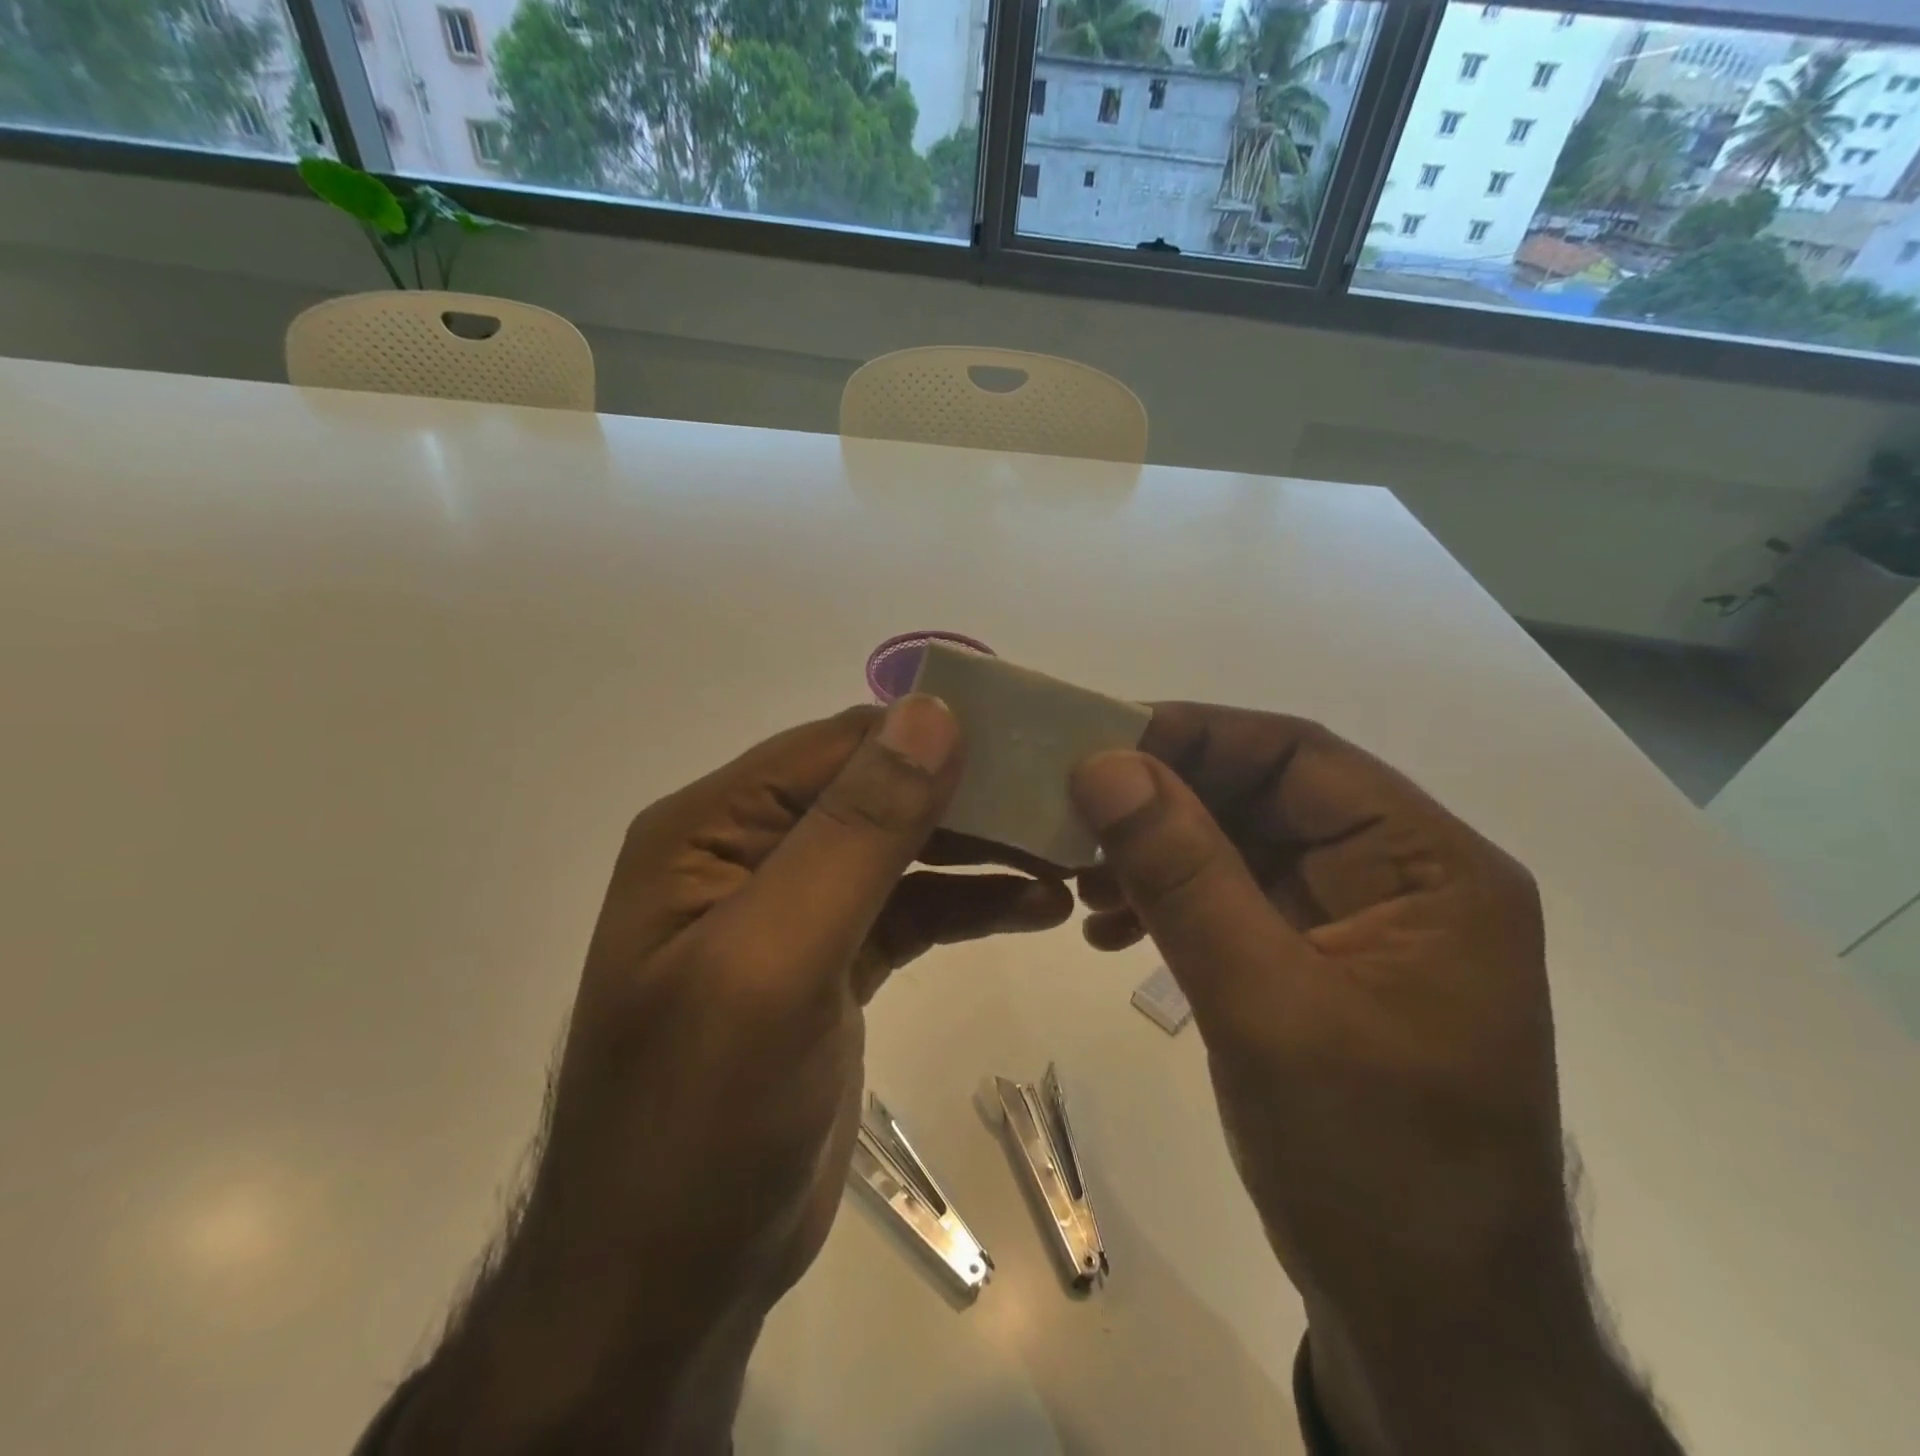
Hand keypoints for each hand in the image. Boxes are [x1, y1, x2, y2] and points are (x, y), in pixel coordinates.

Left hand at [385, 697, 1070, 1454]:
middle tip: (1064, 804)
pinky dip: (970, 902)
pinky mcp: (833, 963)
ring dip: (981, 849)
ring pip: (902, 849)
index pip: (838, 747)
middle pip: (876, 791)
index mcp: (711, 828)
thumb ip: (855, 831)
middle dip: (968, 794)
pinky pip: (911, 908)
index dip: (932, 735)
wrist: (670, 1282)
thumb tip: (932, 712)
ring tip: (1067, 855)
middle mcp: (747, 851)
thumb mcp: (778, 959)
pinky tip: (1037, 907)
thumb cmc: (703, 1117)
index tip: (1031, 741)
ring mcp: (793, 909)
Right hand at [1070, 705, 1679, 1455]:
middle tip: (1070, 815)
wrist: (1426, 1328)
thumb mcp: (1263, 1003)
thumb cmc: (1369, 1164)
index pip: (1299, 755)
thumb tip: (1103, 765)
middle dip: (1162, 803)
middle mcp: (1398, 878)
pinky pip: (1231, 903)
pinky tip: (1109, 929)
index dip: (1195, 737)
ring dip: (1156, 855)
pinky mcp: (1315, 966)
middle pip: (1263, 798)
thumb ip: (1183, 874)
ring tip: (1079, 881)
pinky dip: (1169, 904)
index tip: (1097, 745)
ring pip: (1237, 848)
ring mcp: (1355, 924)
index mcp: (1428, 866)